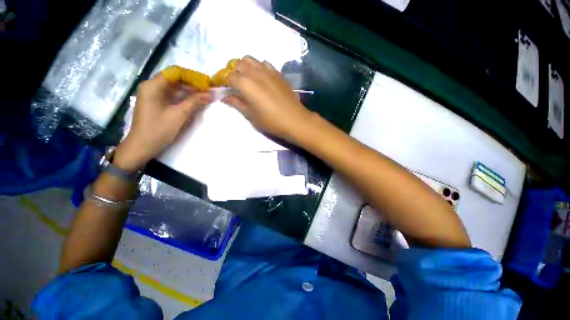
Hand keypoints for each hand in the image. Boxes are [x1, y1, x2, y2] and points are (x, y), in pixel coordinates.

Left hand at [114, 74, 210, 170]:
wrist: (142, 146)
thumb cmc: (158, 130)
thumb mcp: (179, 115)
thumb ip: (194, 102)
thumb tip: (210, 93)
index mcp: (153, 86)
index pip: (175, 72)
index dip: (192, 76)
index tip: (206, 84)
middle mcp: (152, 86)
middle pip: (174, 78)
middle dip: (192, 83)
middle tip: (207, 91)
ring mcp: (153, 94)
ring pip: (174, 86)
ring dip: (189, 90)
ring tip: (203, 96)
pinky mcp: (156, 102)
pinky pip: (172, 94)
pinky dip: (183, 96)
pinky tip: (193, 101)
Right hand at [223, 56, 313, 142]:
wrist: (294, 120)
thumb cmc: (271, 121)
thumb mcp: (251, 115)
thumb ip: (237, 103)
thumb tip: (225, 97)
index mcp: (245, 83)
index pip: (227, 76)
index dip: (222, 81)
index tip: (222, 88)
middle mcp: (254, 71)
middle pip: (237, 63)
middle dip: (232, 71)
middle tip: (234, 84)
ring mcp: (268, 70)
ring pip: (250, 59)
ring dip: (244, 66)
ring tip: (247, 79)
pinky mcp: (278, 73)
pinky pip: (264, 63)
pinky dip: (258, 67)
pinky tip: (261, 78)